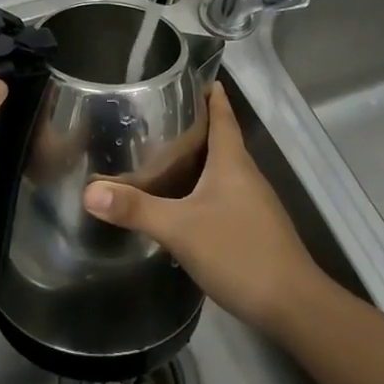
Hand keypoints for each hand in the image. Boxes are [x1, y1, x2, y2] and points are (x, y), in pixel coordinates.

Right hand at [83, 82, 323, 334]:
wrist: (293, 305)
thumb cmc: (238, 251)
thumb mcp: (180, 229)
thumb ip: (135, 209)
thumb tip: (90, 192)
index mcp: (233, 162)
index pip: (223, 115)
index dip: (210, 94)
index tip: (188, 77)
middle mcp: (246, 175)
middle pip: (222, 139)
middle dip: (194, 125)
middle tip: (158, 115)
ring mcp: (254, 203)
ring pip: (223, 169)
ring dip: (199, 158)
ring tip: (164, 154)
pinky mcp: (254, 228)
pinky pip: (225, 194)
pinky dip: (204, 187)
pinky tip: (183, 202)